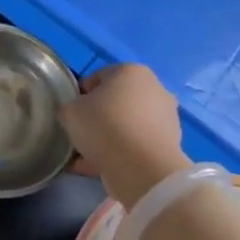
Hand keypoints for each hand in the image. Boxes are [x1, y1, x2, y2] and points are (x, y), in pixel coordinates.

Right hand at [59, 63, 188, 207]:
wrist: (142, 168)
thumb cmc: (104, 127)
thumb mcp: (70, 111)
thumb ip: (69, 107)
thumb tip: (76, 113)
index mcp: (131, 71)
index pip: (97, 78)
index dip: (80, 96)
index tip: (71, 114)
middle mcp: (154, 88)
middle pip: (115, 102)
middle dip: (98, 117)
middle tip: (81, 134)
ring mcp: (166, 117)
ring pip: (127, 125)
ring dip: (110, 137)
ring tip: (89, 156)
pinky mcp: (170, 143)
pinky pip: (137, 145)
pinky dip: (122, 153)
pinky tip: (102, 167)